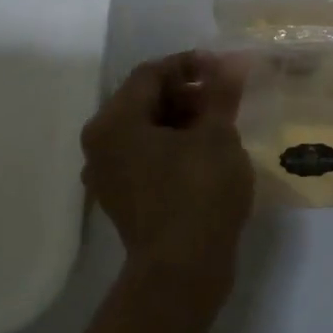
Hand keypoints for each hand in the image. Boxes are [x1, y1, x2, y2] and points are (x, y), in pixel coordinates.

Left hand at [81, 52, 254, 292]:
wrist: (182, 271)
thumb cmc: (199, 194)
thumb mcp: (217, 136)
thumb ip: (220, 94)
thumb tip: (231, 62)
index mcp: (115, 122)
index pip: (151, 73)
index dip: (190, 64)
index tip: (225, 69)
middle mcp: (101, 144)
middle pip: (145, 101)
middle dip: (187, 93)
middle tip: (226, 99)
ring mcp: (109, 175)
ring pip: (147, 130)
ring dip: (183, 120)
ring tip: (222, 125)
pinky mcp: (124, 199)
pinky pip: (147, 157)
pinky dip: (175, 147)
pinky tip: (207, 154)